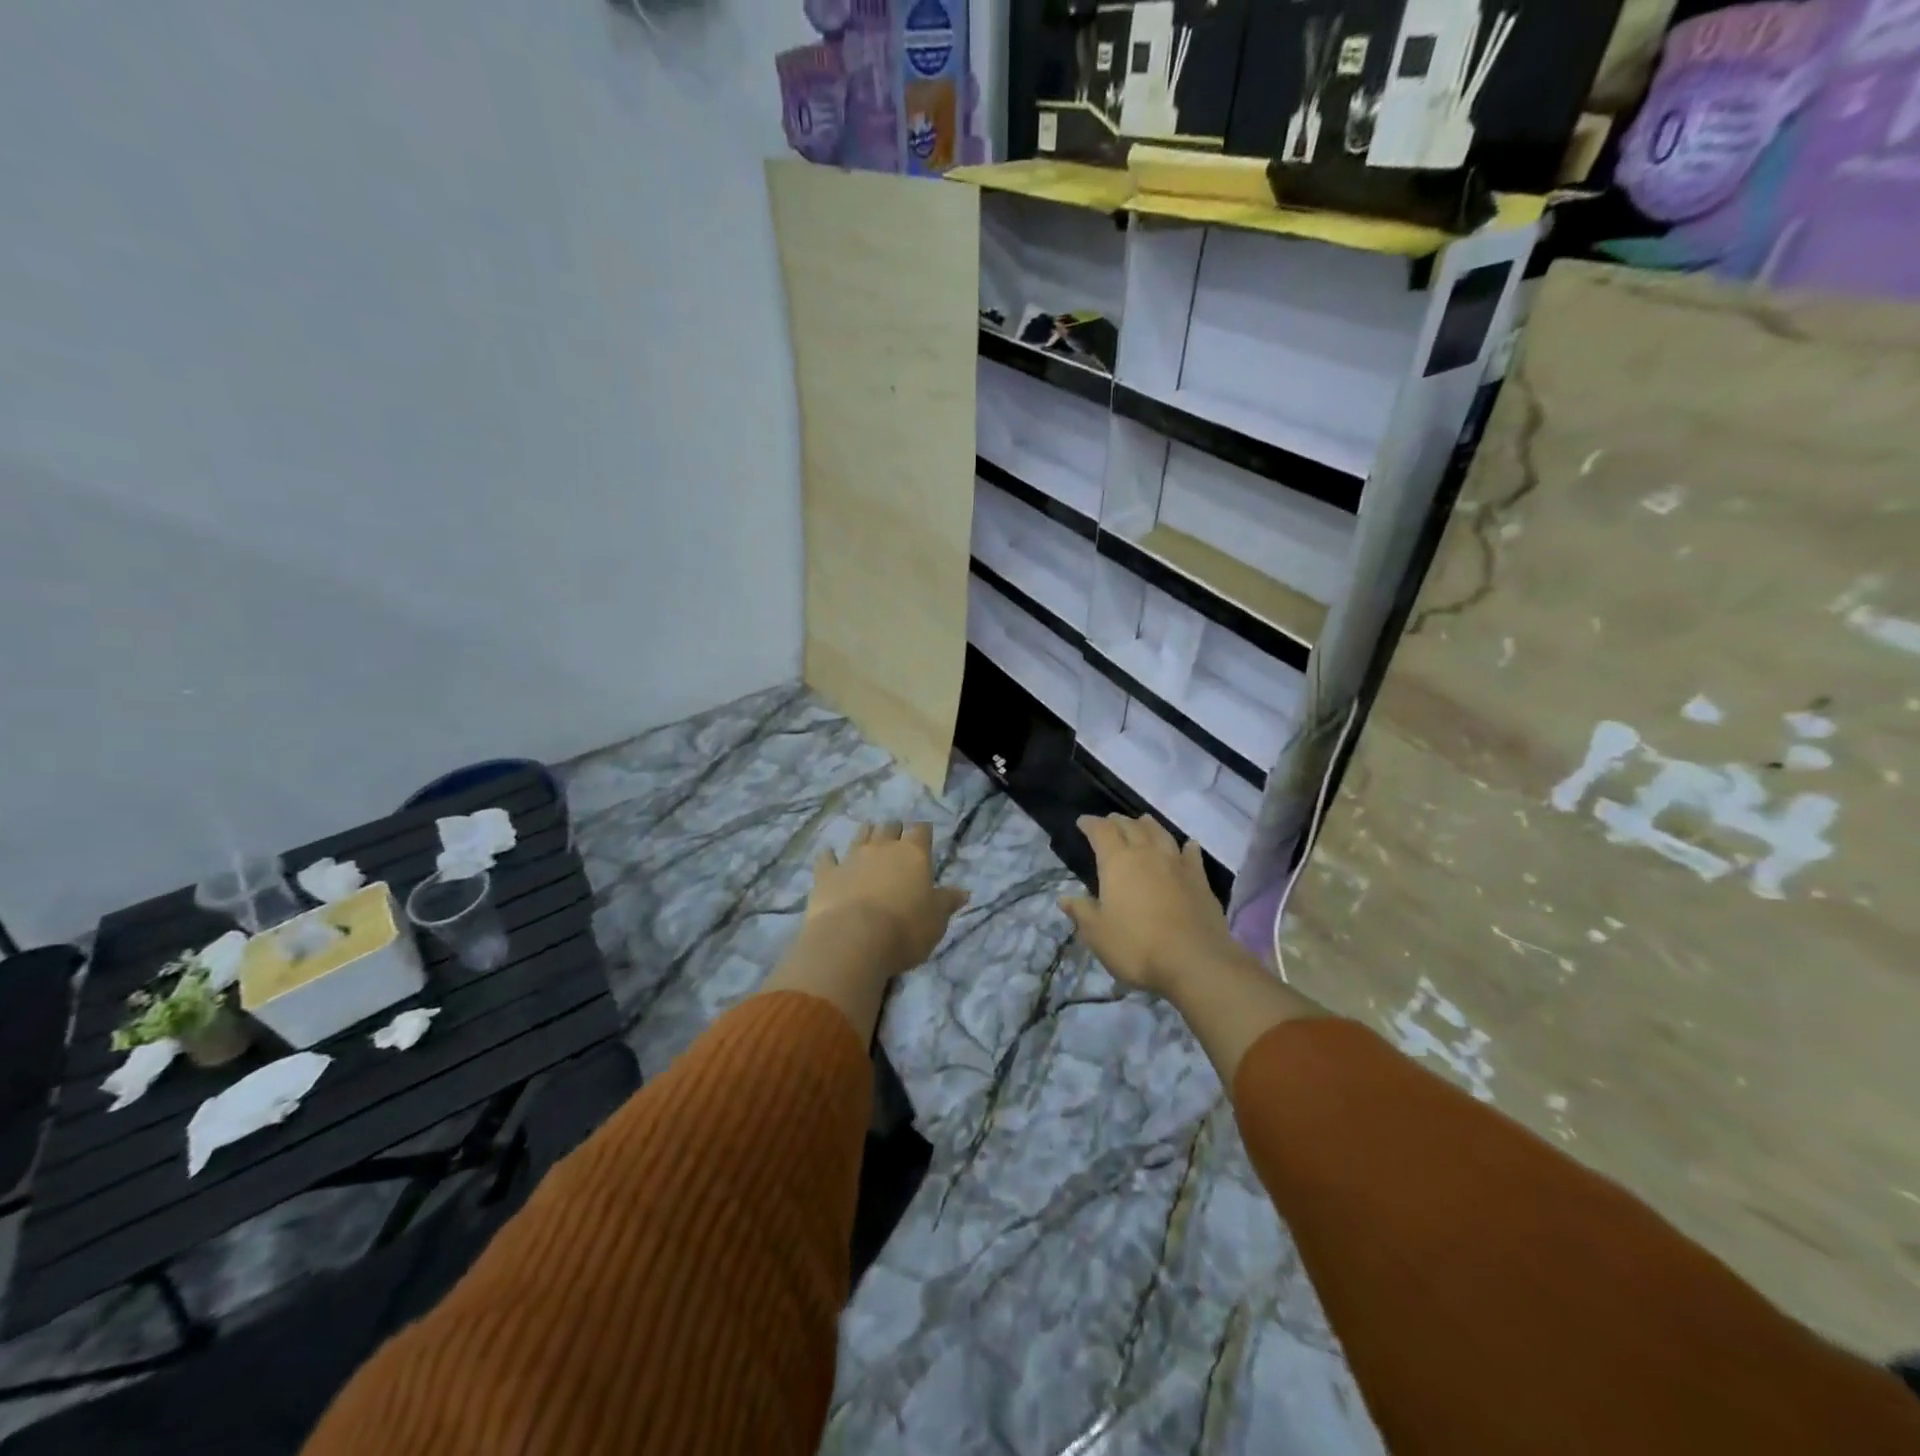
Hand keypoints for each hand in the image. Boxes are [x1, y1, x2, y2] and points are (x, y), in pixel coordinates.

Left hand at [806, 822, 969, 976]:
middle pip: (889, 827)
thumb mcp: (936, 920)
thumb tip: (963, 892)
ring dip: (866, 834)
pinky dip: (829, 857)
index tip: (925, 836)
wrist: (853, 940)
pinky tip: (828, 855)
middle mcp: (882, 848)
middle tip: (897, 839)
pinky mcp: (826, 875)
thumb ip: (947, 902)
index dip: (923, 832)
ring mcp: (851, 858)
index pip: (921, 831)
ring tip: (869, 835)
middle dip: (894, 830)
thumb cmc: (905, 930)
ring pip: (860, 835)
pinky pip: (827, 859)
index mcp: (913, 854)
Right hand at [1060, 814, 1248, 997]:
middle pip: (1131, 827)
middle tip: (1109, 822)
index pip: (1101, 831)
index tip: (1082, 822)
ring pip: (1161, 834)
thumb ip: (1081, 912)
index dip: (1090, 824)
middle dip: (1117, 822)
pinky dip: (1186, 847)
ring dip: (1149, 825)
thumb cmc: (1137, 946)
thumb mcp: (1097, 934)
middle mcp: (1147, 854)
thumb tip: (1064, 897)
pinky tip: (1188, 845)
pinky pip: (1191, 855)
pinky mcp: (1200, 880)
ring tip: (1142, 822)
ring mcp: (1177, 864)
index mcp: (1117, 862)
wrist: (1195, 961)